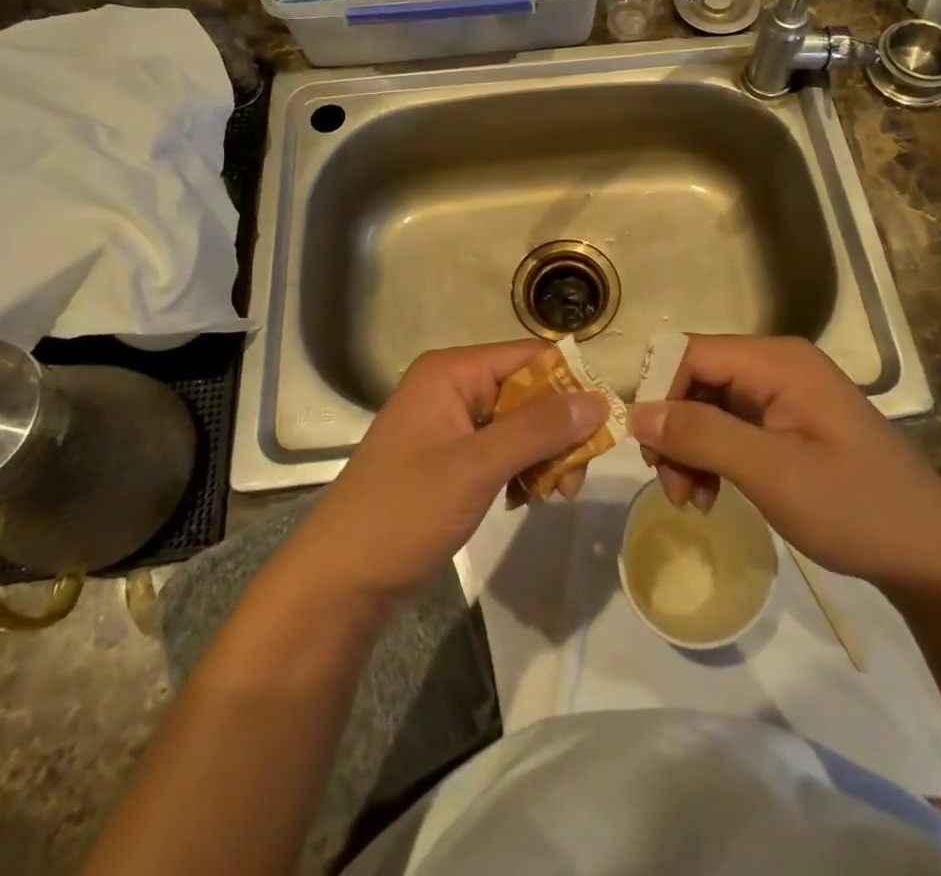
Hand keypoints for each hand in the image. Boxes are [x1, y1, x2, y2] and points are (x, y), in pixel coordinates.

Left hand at [289, 341, 608, 611]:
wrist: (339, 583)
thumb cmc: (404, 512)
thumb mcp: (476, 467)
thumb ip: (539, 429)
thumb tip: (600, 400)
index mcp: (452, 372)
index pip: (530, 357)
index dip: (569, 386)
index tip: (601, 429)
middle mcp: (452, 388)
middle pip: (528, 392)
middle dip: (558, 432)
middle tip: (574, 480)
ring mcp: (450, 425)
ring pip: (519, 424)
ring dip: (544, 456)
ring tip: (553, 496)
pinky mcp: (450, 459)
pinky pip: (502, 450)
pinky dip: (522, 471)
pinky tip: (527, 500)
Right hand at [629, 335, 940, 592]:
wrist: (932, 555)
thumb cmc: (855, 507)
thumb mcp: (771, 473)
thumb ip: (702, 436)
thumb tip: (637, 414)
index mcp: (777, 360)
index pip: (692, 353)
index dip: (661, 394)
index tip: (648, 450)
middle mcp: (777, 366)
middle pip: (698, 379)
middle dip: (675, 429)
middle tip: (670, 485)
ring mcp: (785, 395)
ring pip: (709, 406)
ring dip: (690, 449)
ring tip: (692, 502)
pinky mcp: (790, 424)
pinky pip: (732, 427)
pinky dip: (713, 458)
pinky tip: (712, 496)